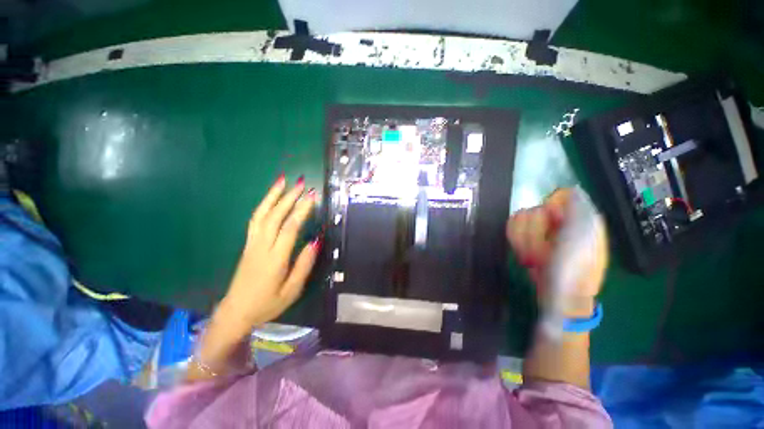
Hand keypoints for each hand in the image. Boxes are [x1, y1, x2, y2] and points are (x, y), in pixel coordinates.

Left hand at [219, 175, 320, 329]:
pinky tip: (270, 198)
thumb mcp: (291, 291)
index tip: (312, 196)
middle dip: (289, 197)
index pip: (289, 228)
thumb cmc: (267, 303)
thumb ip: (303, 266)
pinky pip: (254, 220)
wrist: (235, 312)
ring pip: (261, 214)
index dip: (301, 210)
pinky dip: (263, 205)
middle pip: (275, 216)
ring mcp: (252, 244)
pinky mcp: (247, 244)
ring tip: (282, 181)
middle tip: (301, 183)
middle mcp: (261, 247)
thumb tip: (315, 242)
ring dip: (272, 196)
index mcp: (275, 259)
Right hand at [506, 188, 607, 315]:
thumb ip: (578, 209)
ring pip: (519, 218)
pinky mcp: (525, 238)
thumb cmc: (574, 269)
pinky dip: (516, 242)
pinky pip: (512, 228)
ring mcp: (540, 230)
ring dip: (525, 241)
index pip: (556, 196)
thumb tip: (569, 189)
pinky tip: (526, 256)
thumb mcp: (582, 237)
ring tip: (536, 258)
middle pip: (534, 209)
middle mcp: (558, 220)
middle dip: (535, 233)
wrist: (559, 295)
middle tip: (546, 251)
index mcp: (577, 217)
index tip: (554, 228)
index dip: (550, 211)